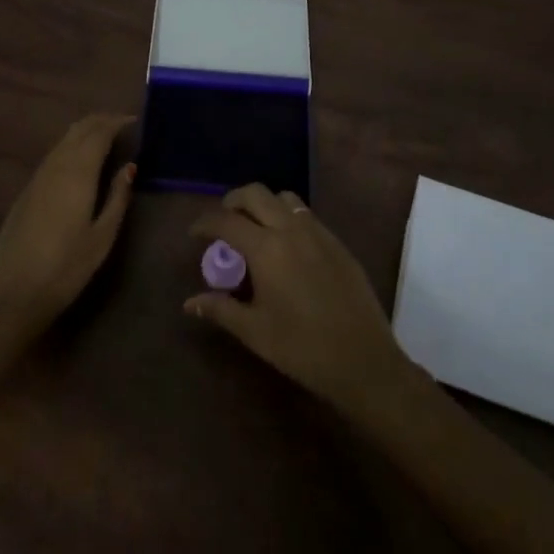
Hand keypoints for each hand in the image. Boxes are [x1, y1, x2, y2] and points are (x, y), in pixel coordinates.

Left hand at [0, 113, 135, 336]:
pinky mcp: (26, 191)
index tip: (134, 121)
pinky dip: (70, 147)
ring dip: (84, 132)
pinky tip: (79, 161)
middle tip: (122, 124)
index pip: (98, 132)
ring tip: (105, 138)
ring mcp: (37, 177)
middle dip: (100, 121)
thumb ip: (117, 197)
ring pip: (63, 140)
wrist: (11, 295)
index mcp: (78, 172)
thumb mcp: (102, 237)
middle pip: (78, 129)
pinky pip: (53, 155)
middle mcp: (56, 166)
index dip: (116, 122)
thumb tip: (129, 166)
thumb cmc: (65, 269)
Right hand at [185, 185, 415, 416]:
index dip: (205, 222)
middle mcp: (290, 229)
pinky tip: (286, 246)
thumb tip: (190, 303)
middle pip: (255, 194)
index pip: (226, 220)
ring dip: (263, 204)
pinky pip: (306, 214)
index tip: (194, 233)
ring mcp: (317, 231)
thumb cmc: (302, 348)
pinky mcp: (337, 242)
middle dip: (233, 201)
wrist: (363, 360)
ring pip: (284, 198)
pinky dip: (287, 217)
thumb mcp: (255, 332)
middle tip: (223, 222)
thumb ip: (221, 310)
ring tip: (255, 228)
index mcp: (266, 248)